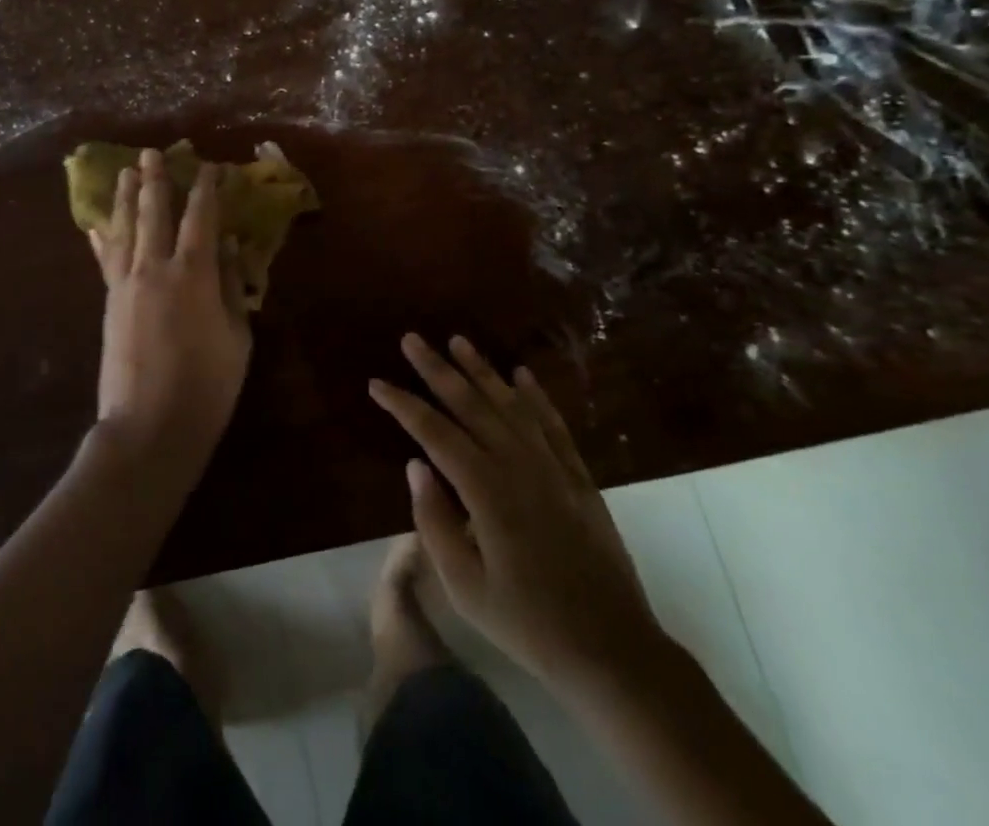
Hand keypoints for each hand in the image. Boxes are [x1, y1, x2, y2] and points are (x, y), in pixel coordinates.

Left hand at [89, 149, 251, 473]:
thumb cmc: (207, 385)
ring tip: (127, 174)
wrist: (148, 426)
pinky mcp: (109, 303)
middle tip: (152, 153)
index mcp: (194, 274)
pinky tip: (96, 227)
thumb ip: (232, 286)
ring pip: (125, 229)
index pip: (201, 218)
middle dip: (155, 180)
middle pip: (154, 213)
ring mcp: (127, 284)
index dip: (206, 190)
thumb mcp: (237, 336)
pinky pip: (106, 261)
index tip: (210, 167)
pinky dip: (102, 240)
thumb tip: (230, 246)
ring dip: (127, 199)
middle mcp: (156, 269)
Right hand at [370, 334, 668, 689]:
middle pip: (471, 404)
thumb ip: (435, 522)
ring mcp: (553, 467)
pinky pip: (553, 423)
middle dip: (437, 369)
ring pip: (511, 404)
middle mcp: (519, 465)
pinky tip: (521, 374)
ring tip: (458, 340)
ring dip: (482, 370)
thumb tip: (414, 464)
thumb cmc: (528, 624)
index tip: (376, 383)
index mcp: (486, 491)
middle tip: (412, 339)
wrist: (612, 649)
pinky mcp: (579, 476)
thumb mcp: (466, 588)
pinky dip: (536, 395)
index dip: (403, 405)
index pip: (434, 433)